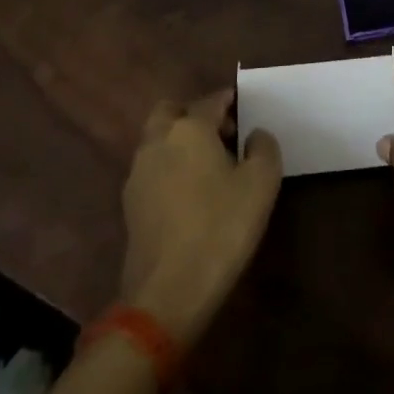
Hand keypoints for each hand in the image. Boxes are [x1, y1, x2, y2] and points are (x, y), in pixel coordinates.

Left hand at [118, 89, 281, 346]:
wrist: (168, 293)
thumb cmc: (221, 227)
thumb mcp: (261, 183)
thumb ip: (263, 147)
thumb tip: (254, 135)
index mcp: (190, 128)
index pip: (211, 101)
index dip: (230, 101)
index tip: (246, 110)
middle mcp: (158, 141)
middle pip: (172, 111)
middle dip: (194, 115)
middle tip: (221, 134)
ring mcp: (139, 173)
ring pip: (158, 140)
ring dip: (179, 142)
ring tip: (208, 167)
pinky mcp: (130, 205)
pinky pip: (152, 169)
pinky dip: (169, 169)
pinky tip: (189, 194)